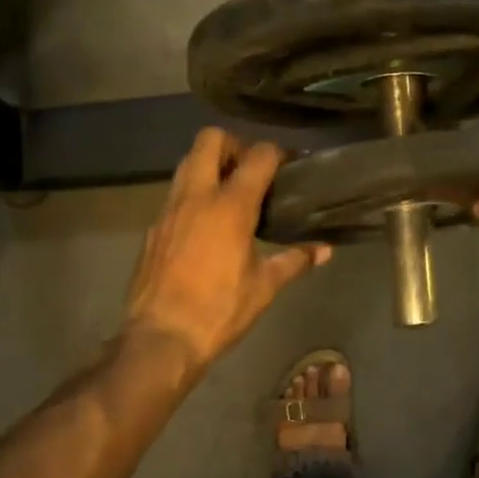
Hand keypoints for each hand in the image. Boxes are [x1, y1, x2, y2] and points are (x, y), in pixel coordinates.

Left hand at [123, 128, 331, 372]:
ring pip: (187, 162)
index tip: (289, 164)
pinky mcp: (154, 227)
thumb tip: (325, 251)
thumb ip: (294, 261)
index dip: (277, 152)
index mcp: (230, 205)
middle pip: (210, 139)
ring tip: (229, 192)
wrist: (161, 337)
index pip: (258, 155)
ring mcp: (170, 208)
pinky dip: (192, 193)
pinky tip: (205, 223)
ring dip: (209, 165)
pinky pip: (174, 193)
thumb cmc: (220, 310)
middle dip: (234, 144)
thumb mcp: (264, 287)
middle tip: (250, 170)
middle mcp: (197, 195)